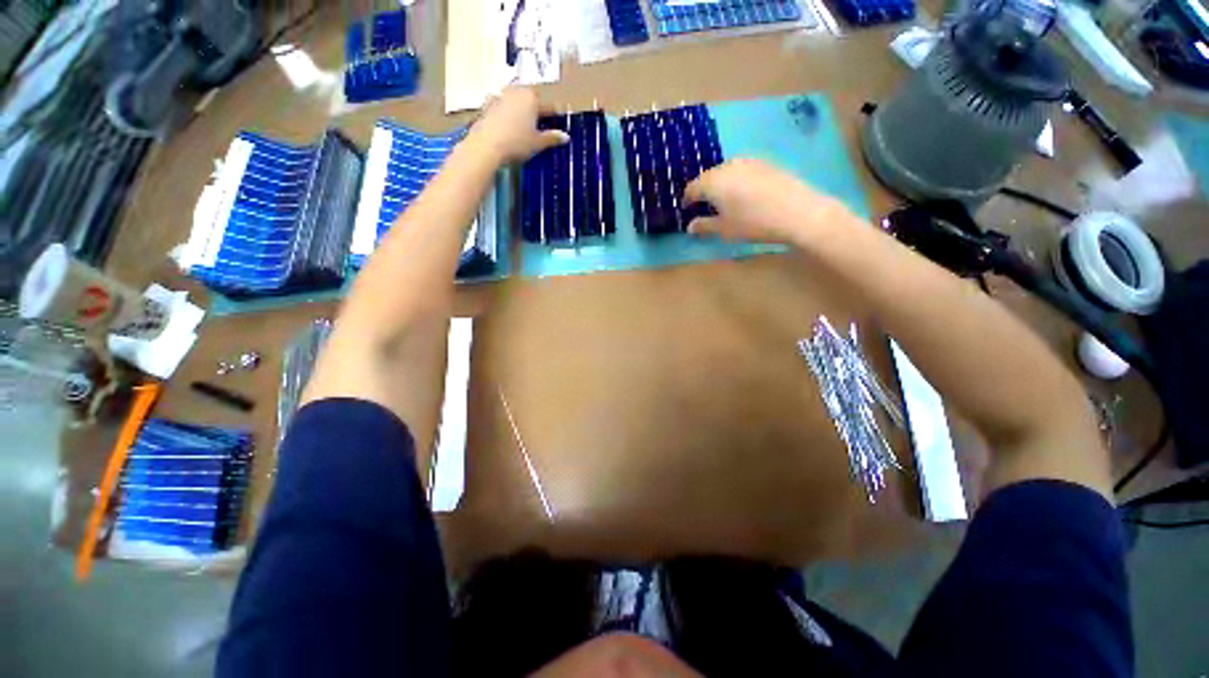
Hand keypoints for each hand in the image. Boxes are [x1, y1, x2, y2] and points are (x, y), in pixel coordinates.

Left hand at [467, 87, 568, 162]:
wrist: (486, 146)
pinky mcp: (486, 105)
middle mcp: (516, 91)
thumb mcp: (538, 143)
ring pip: (515, 102)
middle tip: (540, 128)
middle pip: (530, 101)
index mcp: (531, 97)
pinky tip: (506, 126)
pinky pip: (500, 108)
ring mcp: (499, 96)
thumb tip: (566, 137)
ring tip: (523, 127)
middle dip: (535, 112)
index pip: (548, 107)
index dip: (554, 118)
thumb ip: (552, 138)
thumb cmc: (517, 143)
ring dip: (520, 111)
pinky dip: (505, 114)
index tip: (556, 128)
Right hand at [683, 159, 854, 245]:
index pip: (692, 188)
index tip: (686, 209)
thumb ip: (704, 226)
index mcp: (712, 182)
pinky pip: (742, 169)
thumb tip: (690, 227)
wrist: (797, 211)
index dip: (687, 199)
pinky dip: (736, 179)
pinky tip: (744, 192)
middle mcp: (727, 166)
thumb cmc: (753, 223)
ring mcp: (747, 161)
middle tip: (704, 205)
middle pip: (708, 177)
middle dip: (703, 190)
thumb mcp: (725, 229)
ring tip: (724, 199)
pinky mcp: (764, 162)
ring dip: (720, 183)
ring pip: (725, 171)